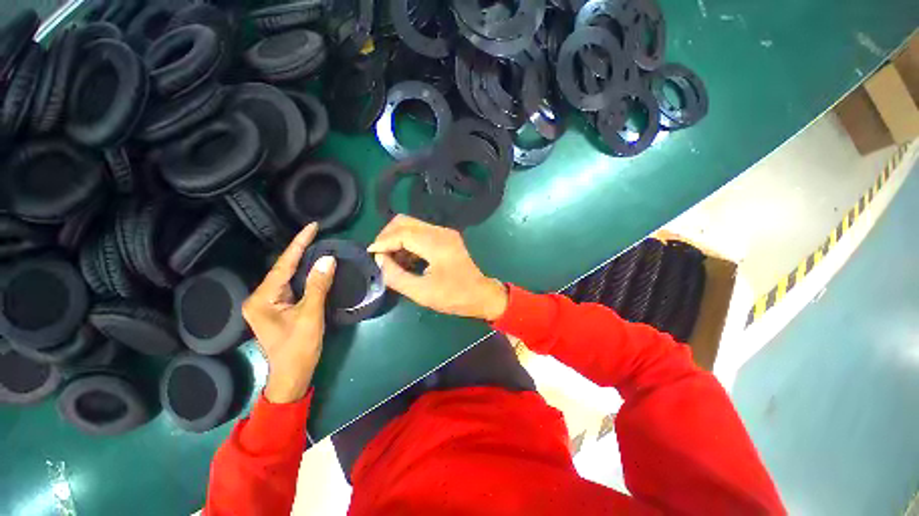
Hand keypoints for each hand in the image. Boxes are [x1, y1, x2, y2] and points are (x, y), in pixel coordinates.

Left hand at [242, 223, 336, 403]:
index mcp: (262, 298)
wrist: (292, 375)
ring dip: (302, 260)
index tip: (312, 226)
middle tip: (317, 233)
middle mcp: (260, 297)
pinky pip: (292, 284)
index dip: (299, 244)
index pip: (283, 265)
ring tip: (317, 243)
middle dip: (300, 250)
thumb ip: (318, 286)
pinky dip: (303, 274)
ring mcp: (268, 303)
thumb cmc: (299, 348)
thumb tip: (327, 259)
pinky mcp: (278, 307)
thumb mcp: (311, 315)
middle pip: (283, 268)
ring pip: (287, 275)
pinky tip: (313, 265)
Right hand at [368, 215, 507, 321]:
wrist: (481, 295)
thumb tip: (379, 260)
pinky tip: (404, 258)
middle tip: (379, 255)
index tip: (370, 255)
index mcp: (437, 244)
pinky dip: (407, 242)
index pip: (402, 233)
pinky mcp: (445, 237)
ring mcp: (444, 233)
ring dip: (397, 238)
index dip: (383, 241)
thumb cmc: (454, 297)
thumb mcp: (422, 292)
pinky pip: (420, 232)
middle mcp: (441, 232)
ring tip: (390, 259)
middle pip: (405, 221)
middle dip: (387, 236)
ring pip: (411, 225)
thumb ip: (396, 276)